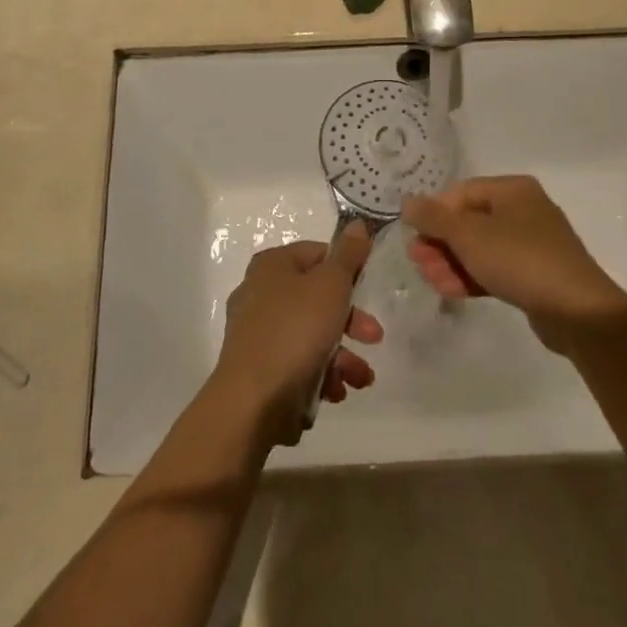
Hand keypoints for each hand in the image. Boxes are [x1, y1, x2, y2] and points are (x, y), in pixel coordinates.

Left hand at [211, 225, 382, 444]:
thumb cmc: (295, 331)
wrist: (252, 401)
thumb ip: (348, 256)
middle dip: (351, 321)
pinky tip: (334, 392)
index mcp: (272, 265)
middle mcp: (260, 293)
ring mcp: (257, 333)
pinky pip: (298, 363)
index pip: (318, 254)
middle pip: (317, 298)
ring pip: (311, 335)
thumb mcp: (331, 286)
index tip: (368, 288)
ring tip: (359, 378)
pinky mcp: (260, 369)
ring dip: (342, 356)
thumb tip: (358, 224)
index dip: (346, 268)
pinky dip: (320, 375)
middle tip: (374, 337)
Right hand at [403, 177, 626, 348]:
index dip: (434, 212)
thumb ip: (434, 217)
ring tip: (431, 281)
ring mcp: (531, 243)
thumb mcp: (469, 235)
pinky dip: (472, 276)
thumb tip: (408, 202)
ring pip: (481, 247)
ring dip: (451, 262)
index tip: (414, 236)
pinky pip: (495, 267)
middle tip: (417, 262)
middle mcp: (523, 209)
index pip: (461, 192)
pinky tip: (450, 291)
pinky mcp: (535, 274)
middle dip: (440, 242)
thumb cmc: (519, 259)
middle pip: (469, 221)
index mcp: (512, 190)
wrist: (577, 310)